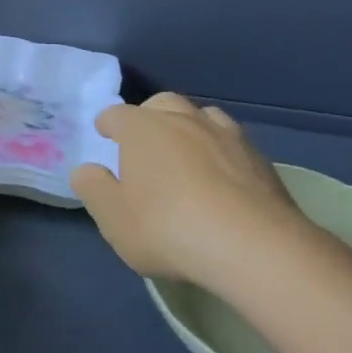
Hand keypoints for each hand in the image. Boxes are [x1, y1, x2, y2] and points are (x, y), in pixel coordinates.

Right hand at [71, 92, 309, 282]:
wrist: (255, 248)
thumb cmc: (167, 227)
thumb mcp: (112, 216)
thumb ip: (93, 187)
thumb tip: (89, 170)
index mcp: (142, 128)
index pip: (116, 114)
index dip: (107, 125)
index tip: (104, 136)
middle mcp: (184, 120)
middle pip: (162, 104)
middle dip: (150, 117)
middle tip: (145, 143)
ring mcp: (228, 137)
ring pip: (203, 117)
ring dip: (190, 129)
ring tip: (187, 155)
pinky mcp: (262, 161)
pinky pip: (234, 144)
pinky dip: (222, 153)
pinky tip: (222, 180)